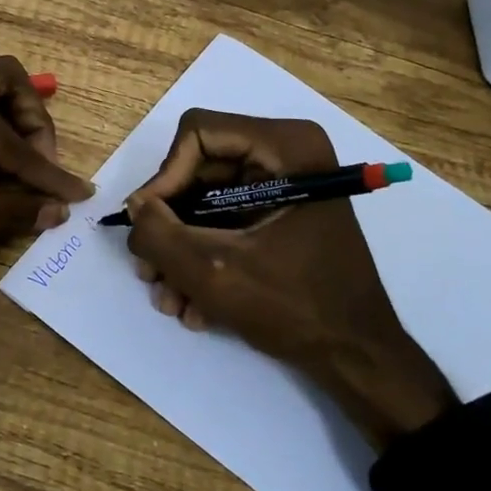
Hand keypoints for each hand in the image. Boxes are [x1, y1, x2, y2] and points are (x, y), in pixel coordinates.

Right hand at [124, 109, 456, 449]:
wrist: (356, 356)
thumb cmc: (296, 307)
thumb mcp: (214, 272)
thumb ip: (159, 235)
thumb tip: (134, 208)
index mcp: (285, 146)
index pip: (197, 134)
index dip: (165, 178)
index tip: (149, 226)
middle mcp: (285, 153)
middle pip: (197, 171)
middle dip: (170, 226)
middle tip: (149, 272)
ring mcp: (283, 185)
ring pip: (205, 201)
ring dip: (182, 251)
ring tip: (171, 300)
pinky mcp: (279, 213)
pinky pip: (225, 221)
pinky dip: (205, 257)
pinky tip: (195, 306)